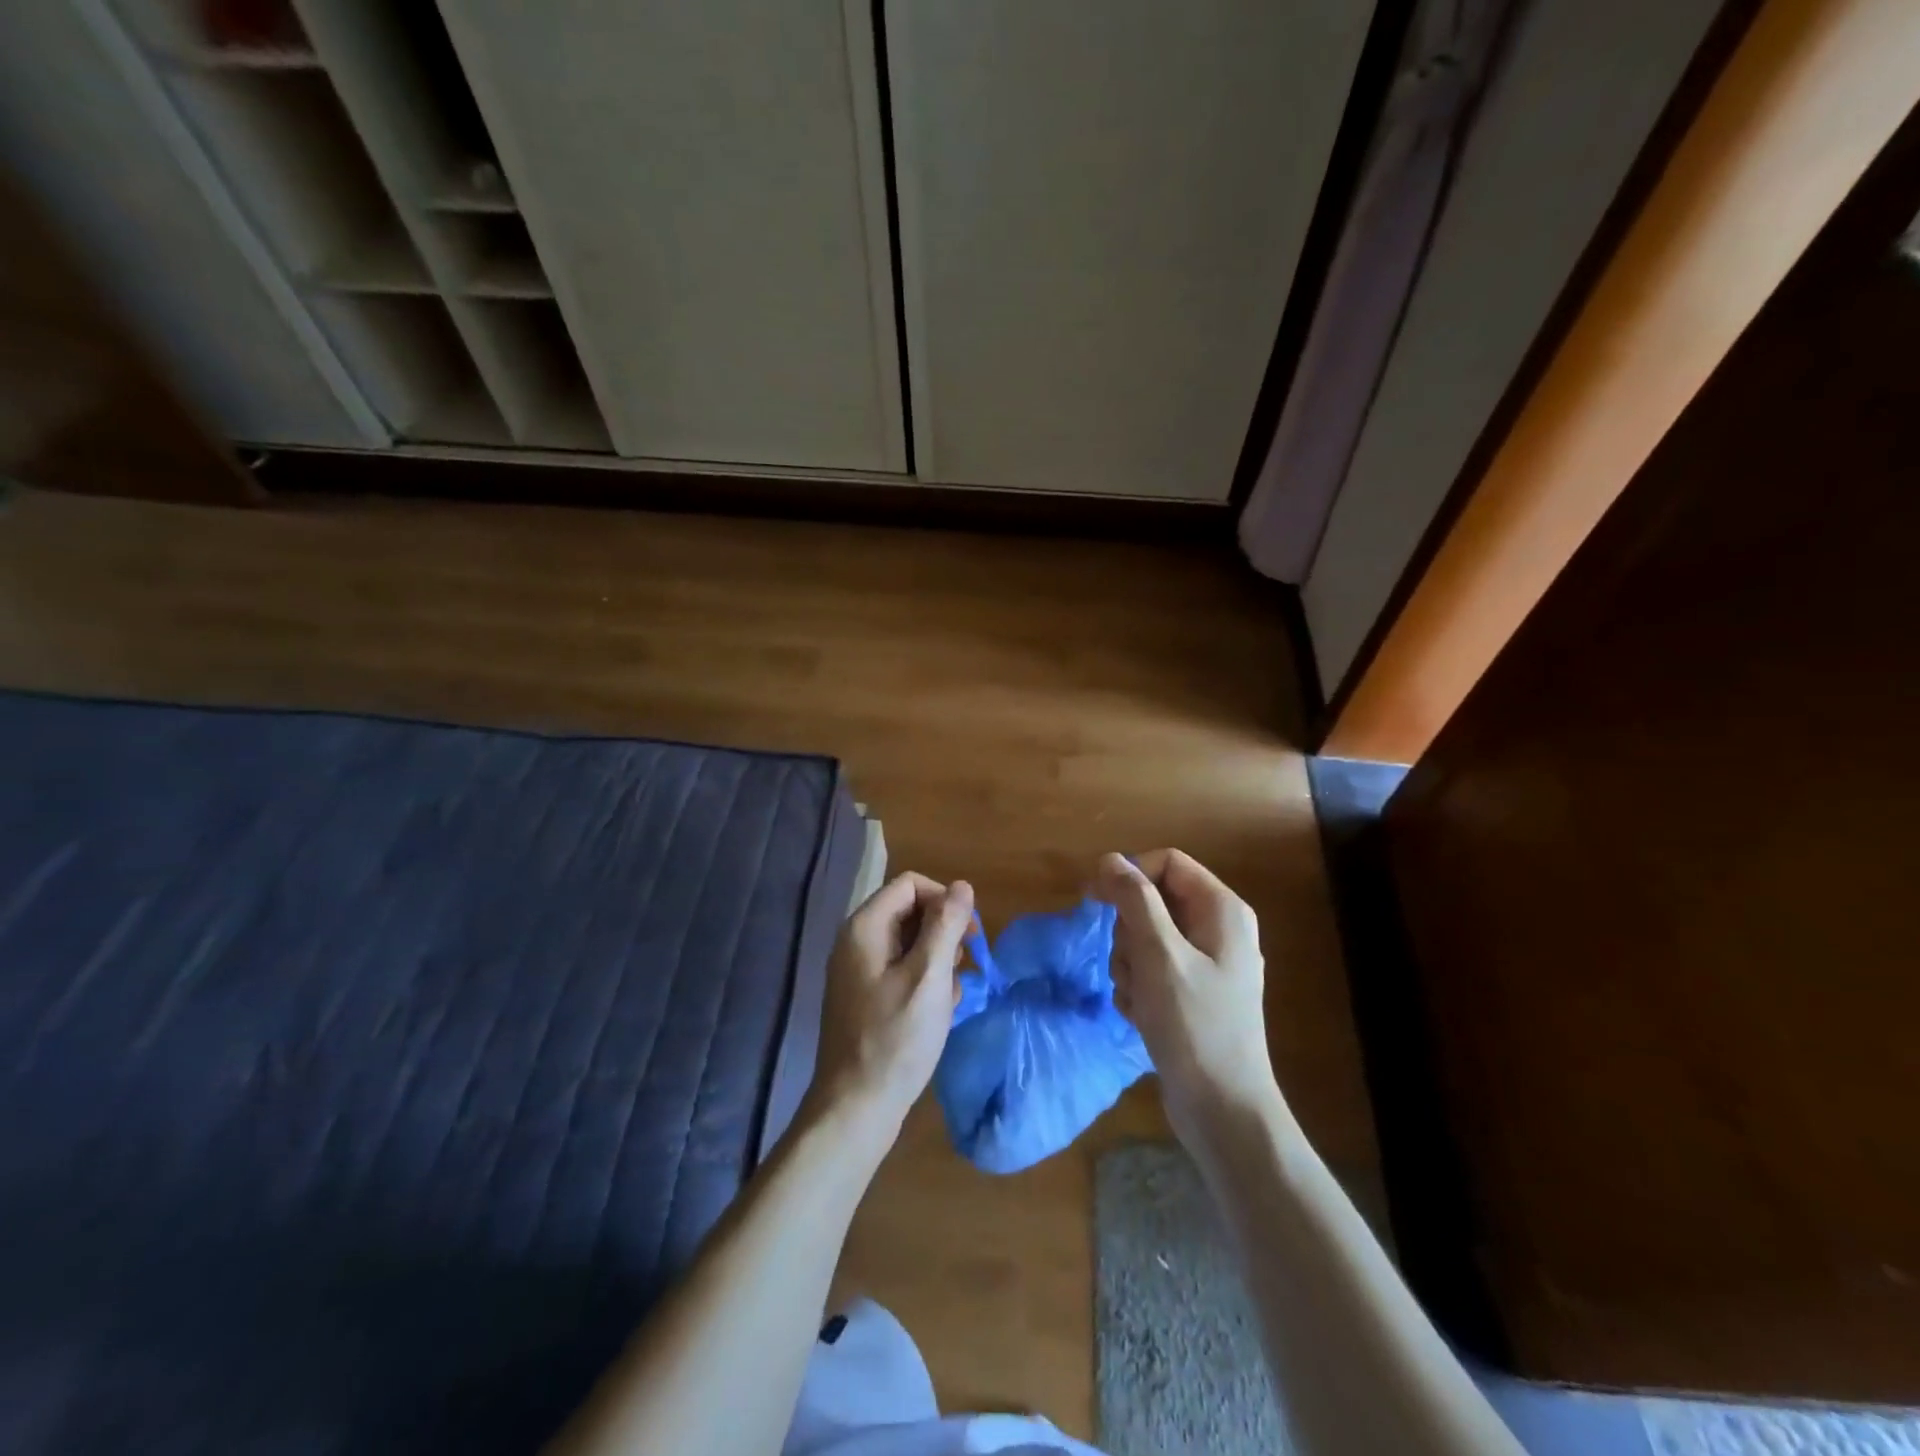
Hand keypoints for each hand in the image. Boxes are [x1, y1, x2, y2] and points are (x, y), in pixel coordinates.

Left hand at [804, 872, 974, 1147]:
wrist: (856, 1107)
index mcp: (865, 927)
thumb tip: (962, 885)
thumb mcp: (929, 977)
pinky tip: (939, 1011)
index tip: (968, 933)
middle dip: (943, 931)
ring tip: (953, 992)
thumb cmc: (895, 1039)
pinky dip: (924, 981)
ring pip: (909, 943)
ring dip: (938, 959)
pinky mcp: (865, 997)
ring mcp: (858, 971)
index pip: (910, 884)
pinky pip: (901, 970)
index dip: (944, 900)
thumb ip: (945, 926)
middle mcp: (856, 941)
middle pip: (909, 911)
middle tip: (965, 963)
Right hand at [1095, 850, 1282, 1146]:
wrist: (1223, 1109)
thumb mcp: (1159, 955)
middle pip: (1154, 900)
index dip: (1130, 875)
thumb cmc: (1194, 1025)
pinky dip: (1138, 986)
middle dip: (1128, 930)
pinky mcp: (1192, 993)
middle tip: (1128, 963)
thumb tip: (1110, 859)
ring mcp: (1207, 964)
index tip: (1096, 900)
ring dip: (1128, 963)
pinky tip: (1140, 1013)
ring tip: (1136, 996)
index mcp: (1222, 910)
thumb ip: (1134, 900)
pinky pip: (1152, 969)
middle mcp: (1218, 929)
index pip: (1167, 862)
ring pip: (1147, 936)